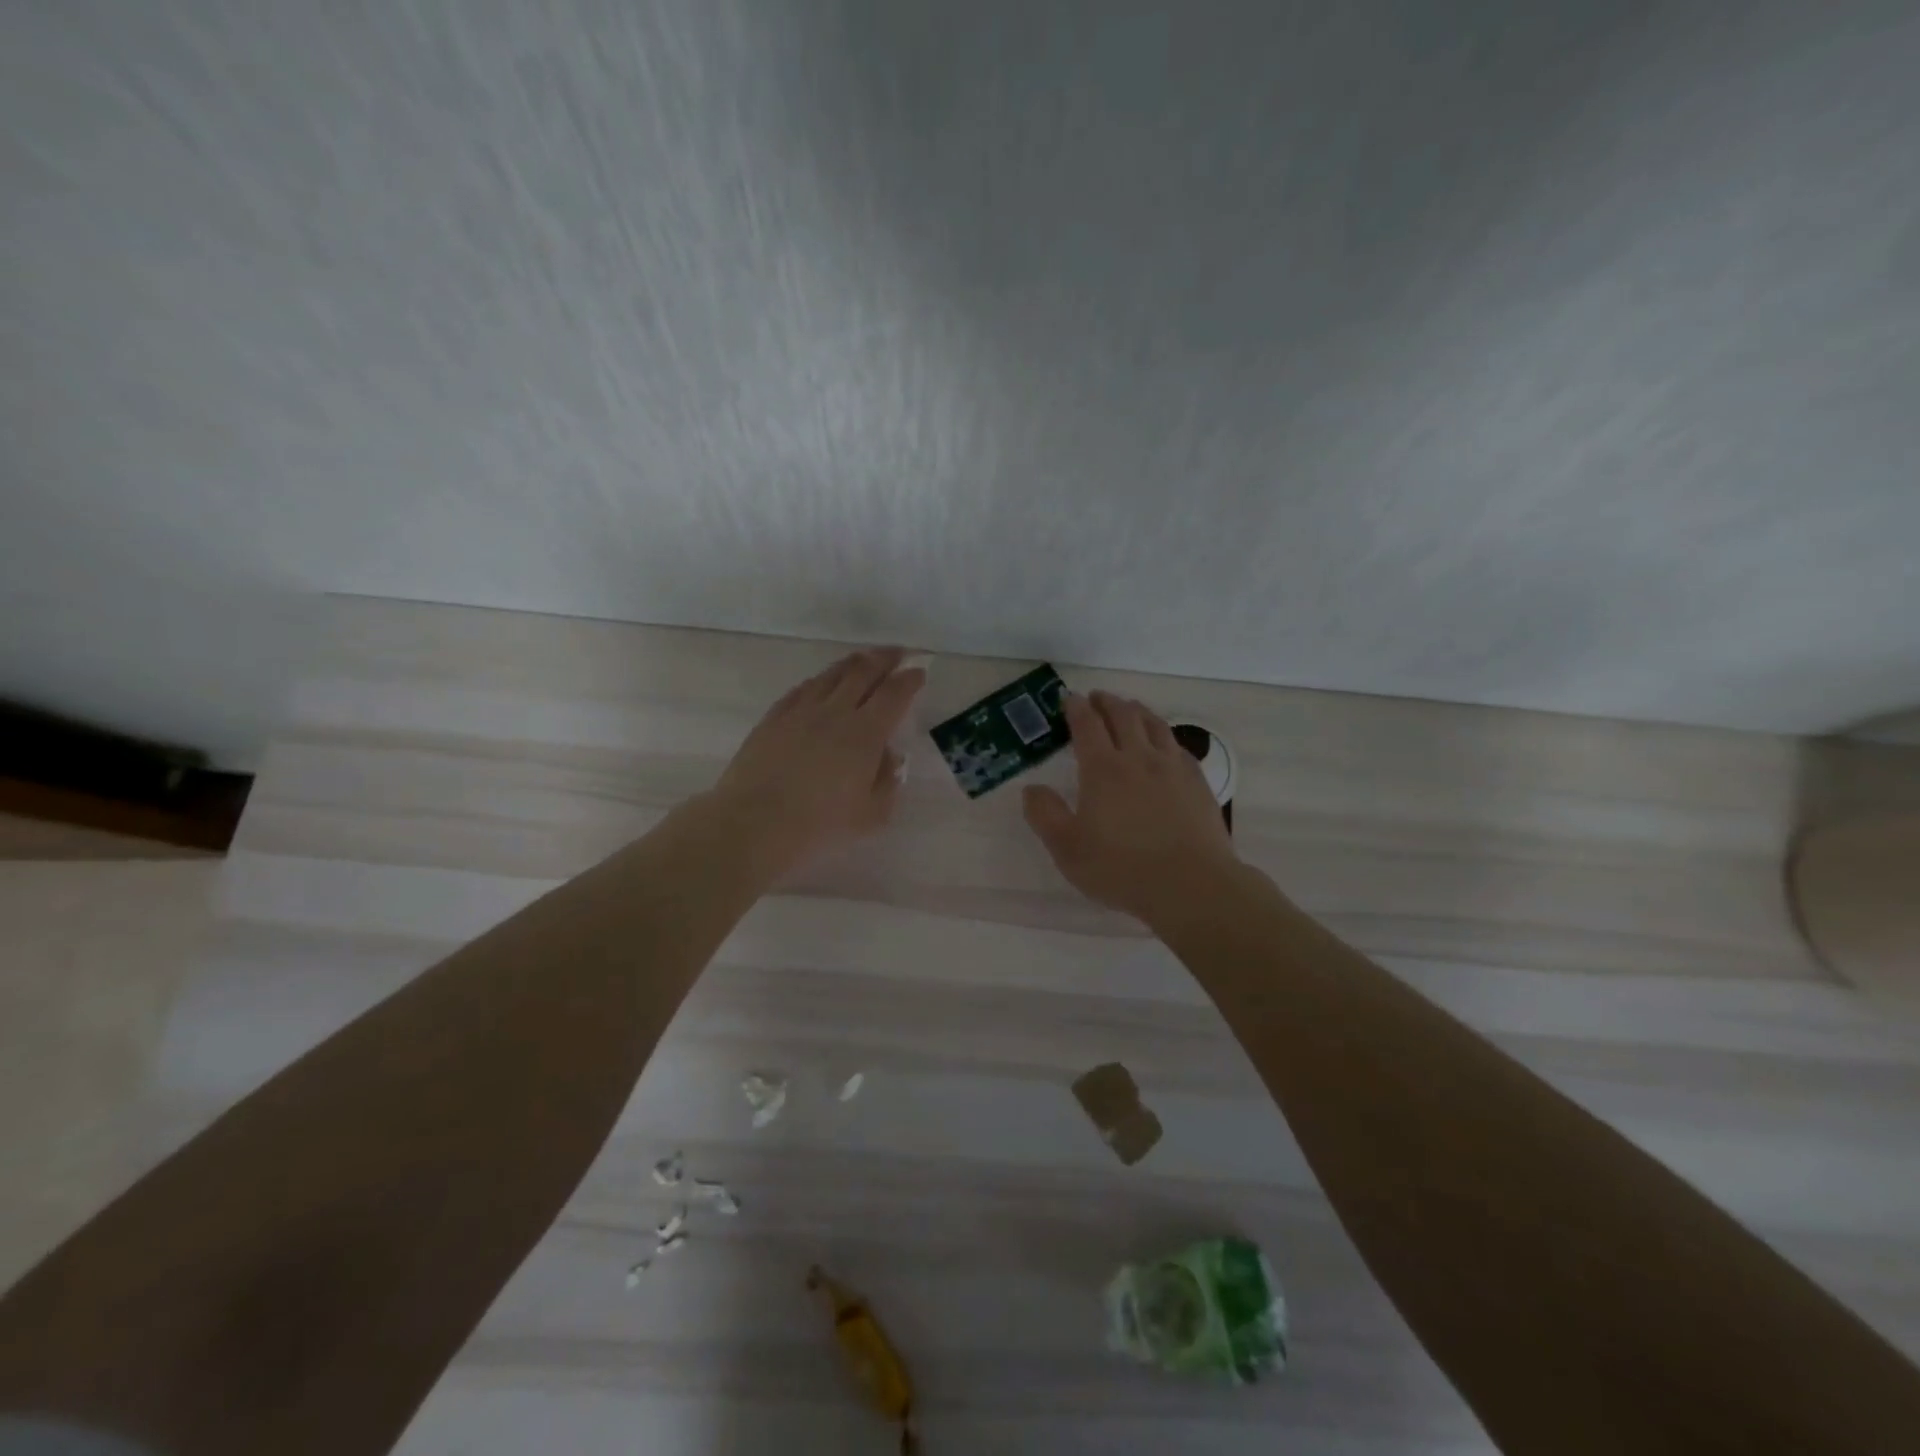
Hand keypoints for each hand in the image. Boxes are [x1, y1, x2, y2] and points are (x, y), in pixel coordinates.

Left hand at [706, 648, 924, 876]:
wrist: (754, 824)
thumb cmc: (819, 825)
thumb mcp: (871, 815)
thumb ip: (888, 781)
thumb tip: (889, 756)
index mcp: (865, 734)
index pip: (893, 694)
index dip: (909, 680)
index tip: (919, 672)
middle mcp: (835, 712)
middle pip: (863, 672)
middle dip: (885, 659)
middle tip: (898, 654)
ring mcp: (800, 711)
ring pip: (831, 675)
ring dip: (853, 663)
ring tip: (864, 660)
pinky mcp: (774, 718)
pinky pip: (802, 689)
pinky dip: (820, 680)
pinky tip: (822, 683)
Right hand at [1023, 691, 1238, 925]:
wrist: (1191, 885)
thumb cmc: (1121, 869)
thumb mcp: (1068, 849)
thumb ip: (1045, 815)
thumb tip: (1031, 789)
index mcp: (1103, 770)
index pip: (1087, 726)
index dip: (1077, 708)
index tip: (1070, 698)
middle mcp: (1138, 758)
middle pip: (1123, 716)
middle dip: (1107, 702)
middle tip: (1097, 697)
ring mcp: (1173, 768)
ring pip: (1154, 725)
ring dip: (1137, 711)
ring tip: (1129, 708)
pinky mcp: (1198, 783)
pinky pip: (1179, 746)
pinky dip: (1165, 735)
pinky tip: (1165, 744)